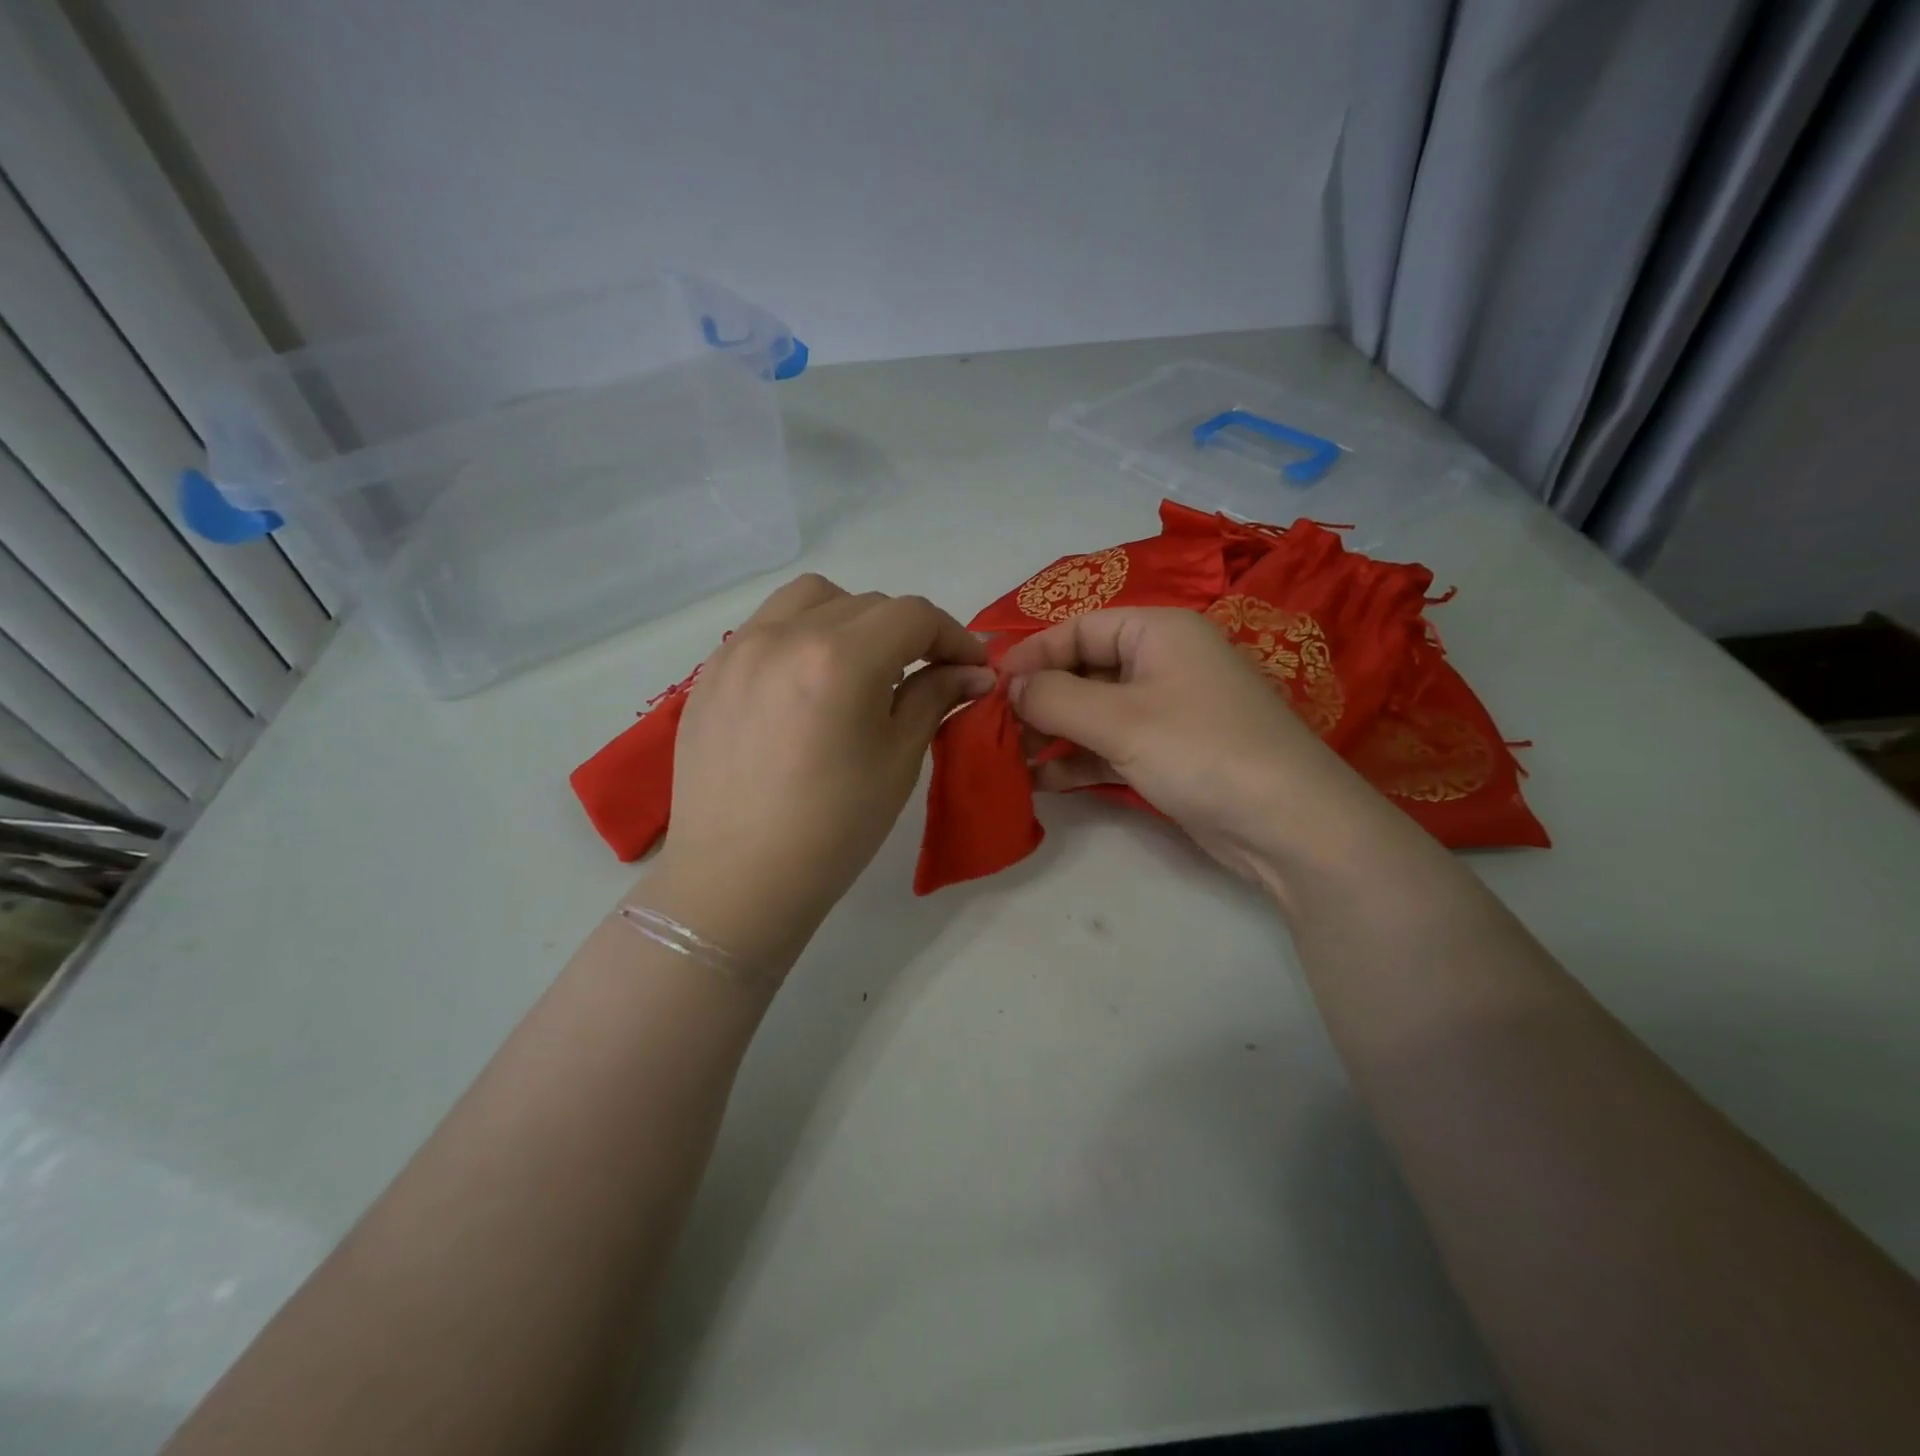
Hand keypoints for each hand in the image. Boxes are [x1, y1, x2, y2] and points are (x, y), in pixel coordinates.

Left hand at [653, 575, 992, 945]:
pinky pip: (767, 626)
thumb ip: (934, 698)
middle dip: (908, 632)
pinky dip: (803, 634)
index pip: (913, 616)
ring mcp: (739, 648)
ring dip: (851, 618)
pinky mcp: (712, 671)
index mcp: (840, 658)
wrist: (738, 879)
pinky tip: (808, 682)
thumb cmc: (833, 829)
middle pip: (867, 604)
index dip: (953, 635)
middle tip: (926, 674)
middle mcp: (785, 635)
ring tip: (862, 665)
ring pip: (811, 600)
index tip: (972, 667)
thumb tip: (974, 671)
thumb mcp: (898, 760)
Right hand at [999, 608, 1380, 887]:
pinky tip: (1040, 781)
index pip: (1078, 628)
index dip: (1031, 655)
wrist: (1288, 825)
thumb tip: (1010, 686)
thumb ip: (1055, 697)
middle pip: (1083, 670)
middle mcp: (1161, 663)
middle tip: (993, 730)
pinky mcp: (1168, 754)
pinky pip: (1109, 746)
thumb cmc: (1201, 750)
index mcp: (1158, 631)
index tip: (989, 688)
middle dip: (1038, 699)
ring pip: (1093, 712)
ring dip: (1051, 733)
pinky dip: (1077, 760)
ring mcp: (1166, 711)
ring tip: (1008, 759)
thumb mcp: (1120, 719)